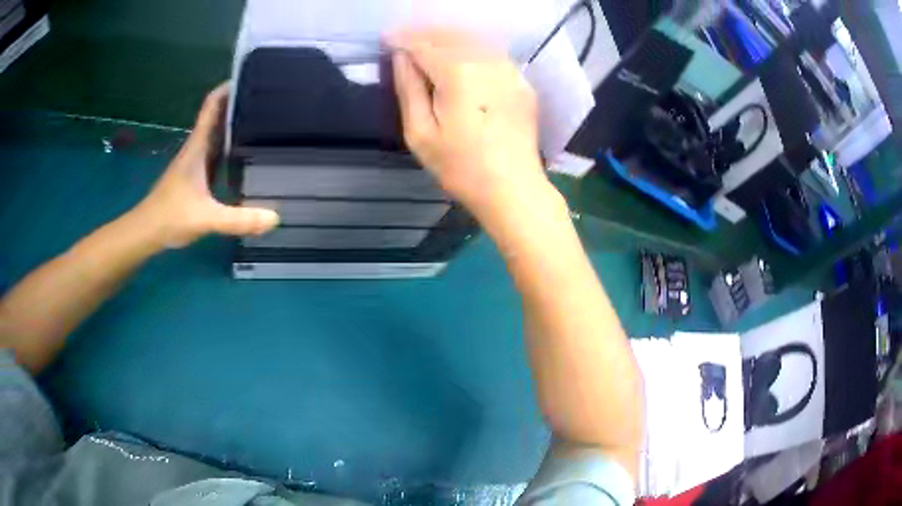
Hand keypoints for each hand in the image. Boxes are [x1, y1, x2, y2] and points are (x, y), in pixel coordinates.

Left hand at [133, 84, 278, 248]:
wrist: (146, 232)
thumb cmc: (170, 217)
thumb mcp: (206, 218)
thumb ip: (238, 219)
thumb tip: (275, 218)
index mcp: (198, 146)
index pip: (212, 105)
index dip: (228, 88)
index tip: (251, 76)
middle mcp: (197, 148)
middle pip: (219, 116)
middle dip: (240, 104)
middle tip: (271, 99)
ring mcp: (196, 162)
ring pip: (218, 134)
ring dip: (236, 124)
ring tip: (265, 121)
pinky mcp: (196, 177)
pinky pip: (218, 153)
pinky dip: (232, 147)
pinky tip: (247, 154)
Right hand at [389, 30, 550, 219]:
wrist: (513, 188)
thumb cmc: (460, 166)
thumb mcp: (420, 133)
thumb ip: (409, 88)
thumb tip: (401, 57)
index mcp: (457, 72)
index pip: (423, 44)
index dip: (402, 39)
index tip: (386, 39)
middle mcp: (486, 60)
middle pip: (449, 35)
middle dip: (424, 33)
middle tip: (405, 40)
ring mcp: (509, 69)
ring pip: (473, 39)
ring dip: (448, 37)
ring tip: (429, 45)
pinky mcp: (522, 81)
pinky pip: (492, 52)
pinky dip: (472, 48)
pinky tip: (462, 58)